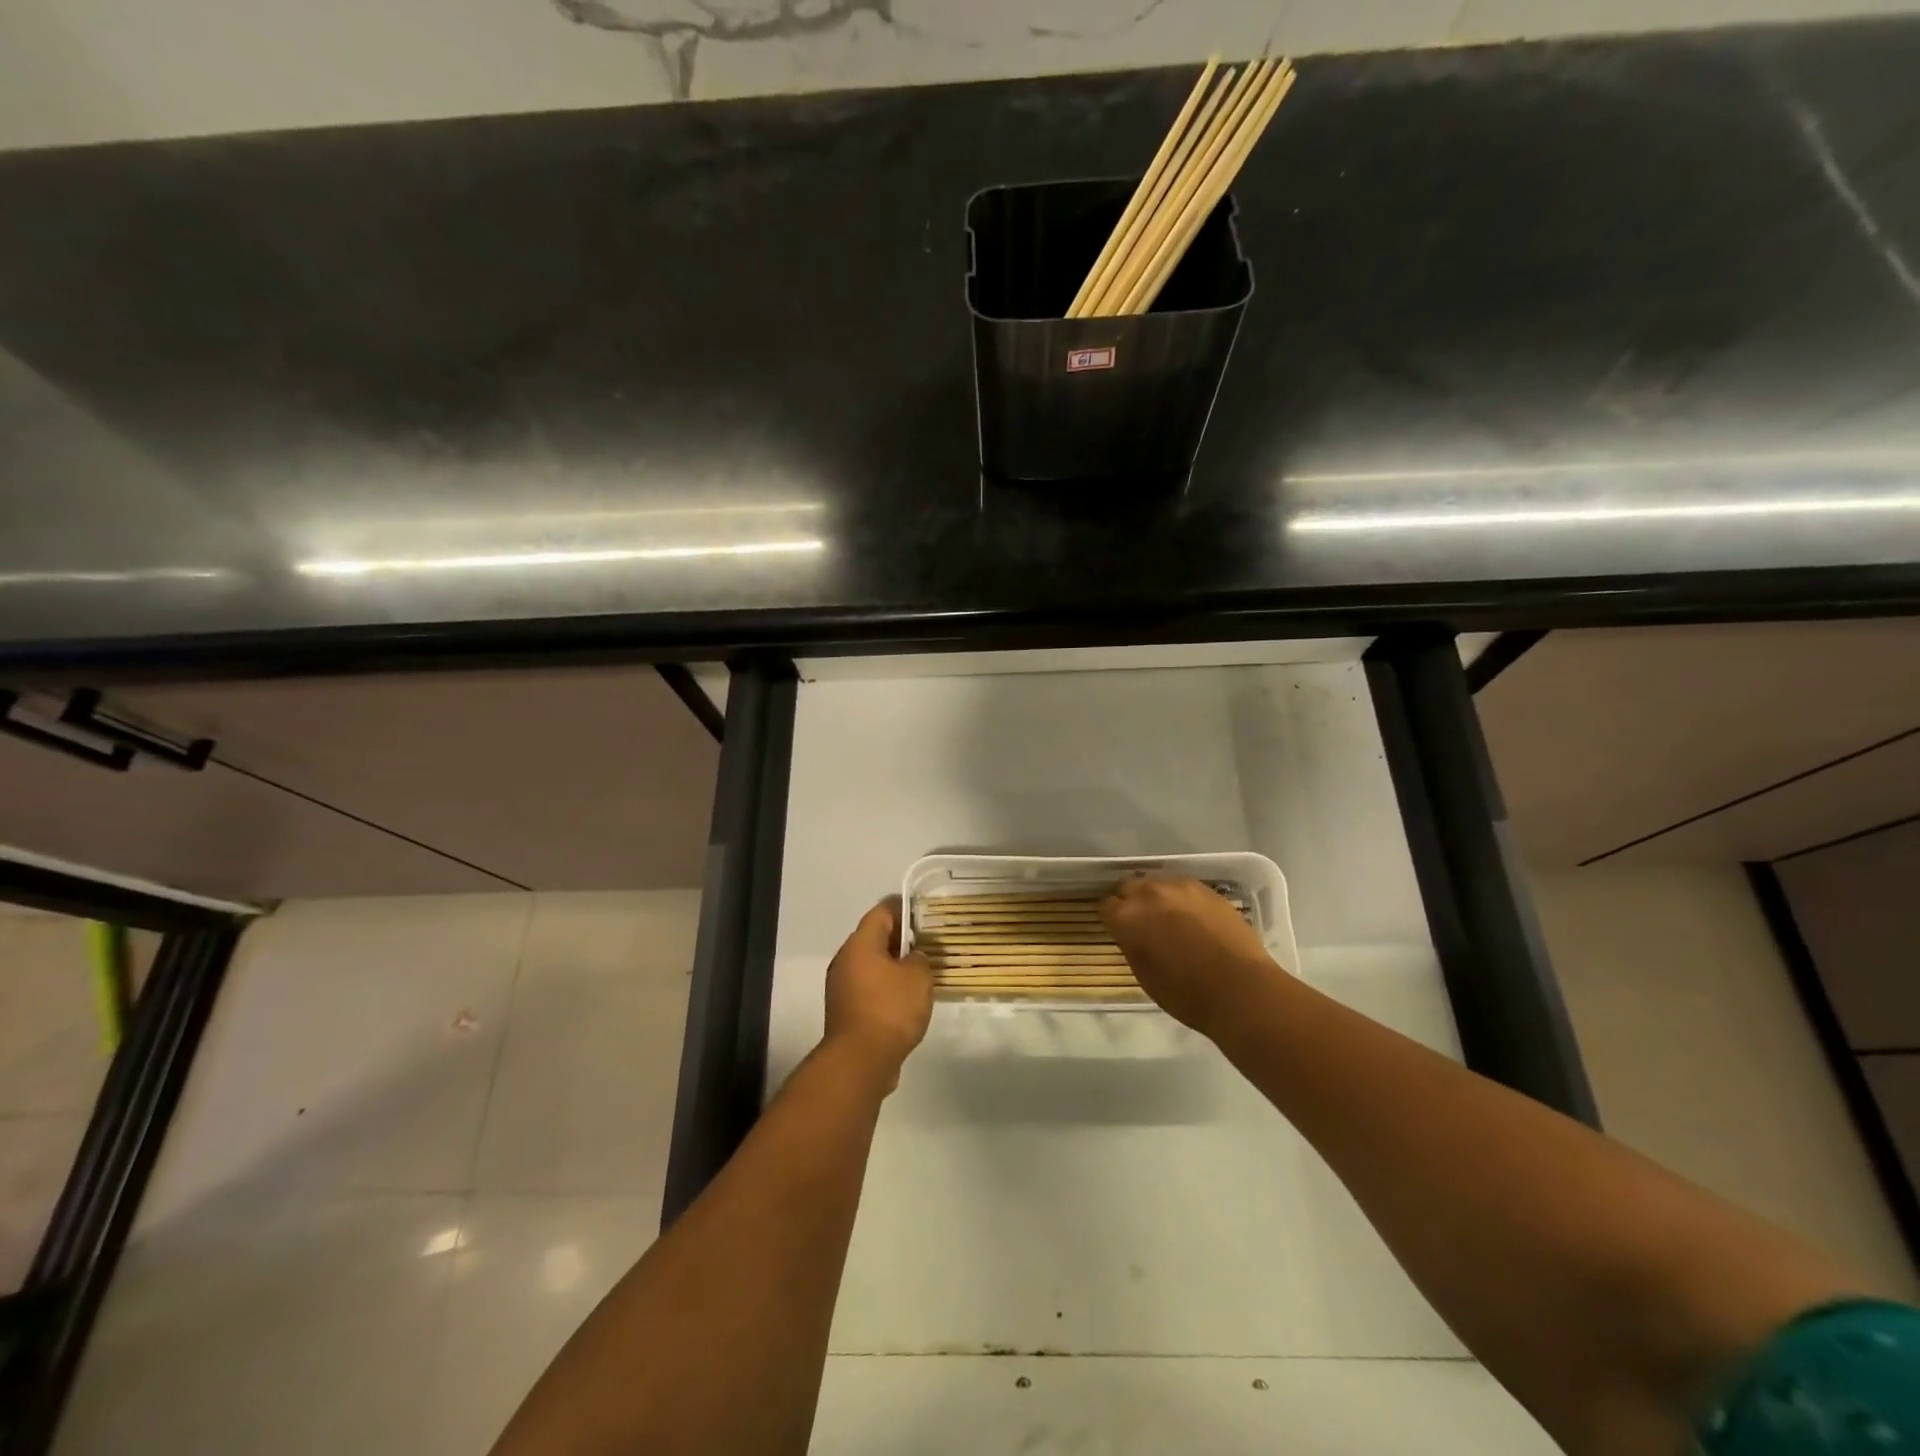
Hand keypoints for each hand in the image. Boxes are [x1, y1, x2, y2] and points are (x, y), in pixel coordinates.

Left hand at [824, 898, 934, 1088]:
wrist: (860, 1061)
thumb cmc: (890, 1009)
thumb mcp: (918, 977)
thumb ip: (920, 959)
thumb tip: (912, 959)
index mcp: (860, 944)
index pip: (881, 912)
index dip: (902, 907)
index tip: (922, 911)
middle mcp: (845, 960)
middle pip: (874, 938)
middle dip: (900, 938)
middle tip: (927, 943)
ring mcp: (841, 987)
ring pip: (871, 965)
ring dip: (893, 965)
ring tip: (921, 972)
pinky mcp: (844, 1011)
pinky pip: (868, 988)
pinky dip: (886, 987)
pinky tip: (907, 999)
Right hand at [1100, 874, 1279, 1037]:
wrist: (1241, 988)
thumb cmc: (1186, 993)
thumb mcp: (1144, 976)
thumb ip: (1132, 945)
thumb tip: (1133, 934)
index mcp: (1127, 916)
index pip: (1106, 907)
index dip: (1112, 920)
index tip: (1120, 932)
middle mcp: (1150, 893)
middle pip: (1130, 887)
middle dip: (1132, 902)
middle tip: (1143, 924)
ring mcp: (1181, 887)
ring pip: (1158, 883)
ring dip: (1158, 898)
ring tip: (1170, 919)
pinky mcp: (1208, 889)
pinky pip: (1185, 888)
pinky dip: (1183, 900)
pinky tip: (1194, 919)